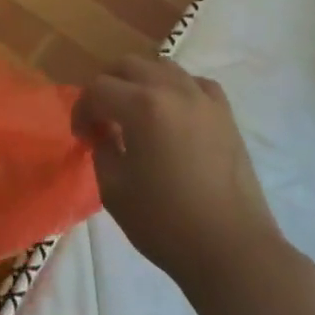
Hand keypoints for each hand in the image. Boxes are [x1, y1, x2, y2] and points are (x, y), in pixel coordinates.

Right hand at [73, 56, 282, 296]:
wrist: (231, 250)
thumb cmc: (166, 223)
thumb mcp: (114, 190)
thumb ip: (102, 150)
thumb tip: (104, 134)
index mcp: (142, 106)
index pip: (98, 89)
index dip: (82, 110)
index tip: (82, 137)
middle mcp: (173, 90)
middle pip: (129, 65)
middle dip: (108, 87)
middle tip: (102, 118)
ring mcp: (204, 99)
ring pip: (163, 67)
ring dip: (141, 82)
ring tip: (136, 113)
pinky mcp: (226, 114)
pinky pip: (196, 83)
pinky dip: (178, 89)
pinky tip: (174, 113)